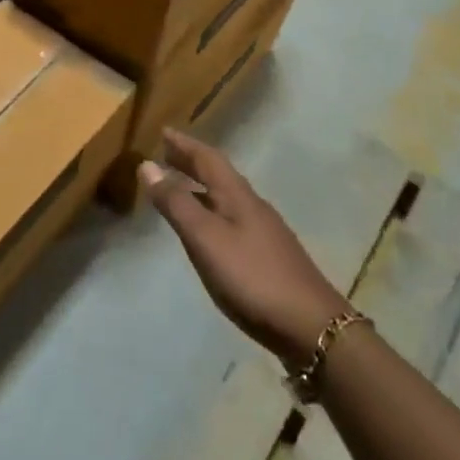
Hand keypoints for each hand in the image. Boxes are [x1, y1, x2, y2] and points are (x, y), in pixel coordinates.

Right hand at [141, 129, 348, 363]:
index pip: (208, 159)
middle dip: (192, 163)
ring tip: (179, 188)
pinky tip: (207, 230)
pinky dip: (212, 211)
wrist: (313, 328)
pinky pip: (232, 219)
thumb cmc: (253, 277)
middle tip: (167, 153)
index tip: (164, 131)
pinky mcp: (269, 257)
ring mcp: (265, 233)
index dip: (185, 144)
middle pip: (219, 175)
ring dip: (201, 187)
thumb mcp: (205, 238)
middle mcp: (253, 207)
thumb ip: (176, 203)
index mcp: (237, 196)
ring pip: (226, 198)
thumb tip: (146, 165)